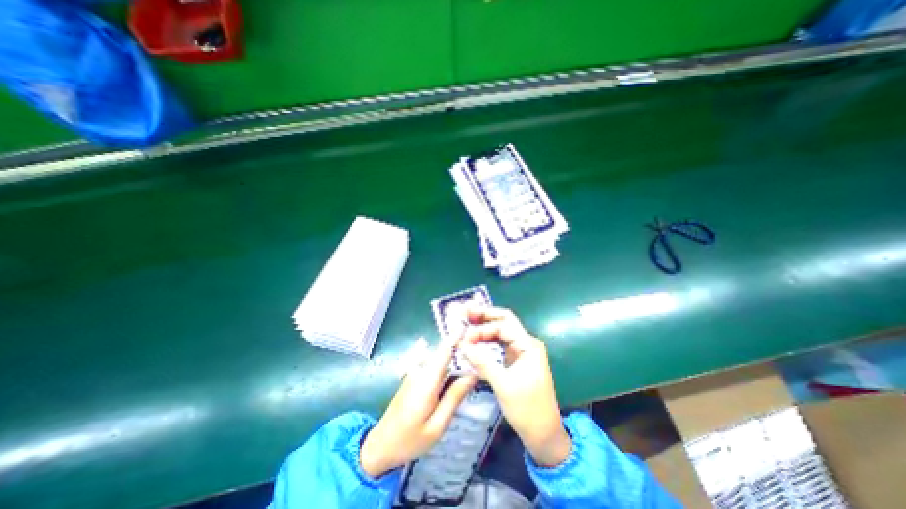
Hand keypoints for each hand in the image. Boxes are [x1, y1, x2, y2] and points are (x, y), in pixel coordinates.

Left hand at [358, 338, 475, 476]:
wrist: (380, 445)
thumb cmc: (410, 440)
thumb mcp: (437, 425)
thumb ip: (454, 397)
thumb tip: (472, 374)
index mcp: (427, 379)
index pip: (445, 349)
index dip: (458, 337)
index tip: (473, 330)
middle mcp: (421, 369)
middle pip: (444, 351)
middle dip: (462, 349)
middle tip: (481, 353)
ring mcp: (415, 371)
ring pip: (440, 356)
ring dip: (455, 357)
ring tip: (472, 362)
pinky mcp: (414, 376)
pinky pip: (433, 363)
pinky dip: (446, 364)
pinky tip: (455, 373)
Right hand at [463, 304, 568, 466]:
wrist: (544, 435)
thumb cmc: (527, 409)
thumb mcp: (503, 384)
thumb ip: (483, 362)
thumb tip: (462, 344)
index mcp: (528, 345)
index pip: (503, 326)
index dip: (482, 327)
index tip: (465, 336)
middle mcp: (526, 344)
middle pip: (503, 323)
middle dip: (484, 317)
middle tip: (465, 313)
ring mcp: (521, 352)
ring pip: (500, 333)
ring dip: (484, 329)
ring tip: (466, 324)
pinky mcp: (516, 361)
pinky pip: (500, 345)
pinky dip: (487, 342)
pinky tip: (475, 341)